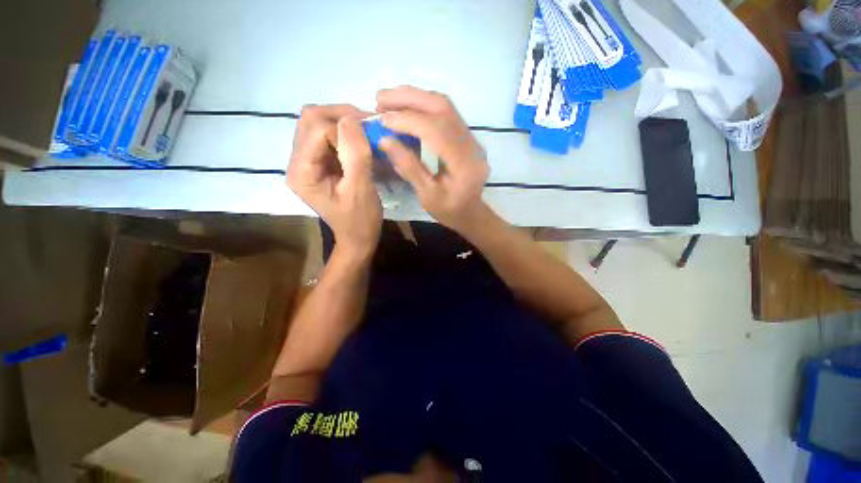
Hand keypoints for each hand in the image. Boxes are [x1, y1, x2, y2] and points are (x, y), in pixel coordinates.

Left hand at [287, 105, 381, 257]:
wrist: (358, 237)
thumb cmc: (360, 220)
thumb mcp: (361, 190)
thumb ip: (355, 155)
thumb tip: (351, 119)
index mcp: (302, 172)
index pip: (316, 130)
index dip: (344, 128)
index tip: (371, 136)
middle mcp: (297, 162)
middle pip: (310, 119)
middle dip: (341, 116)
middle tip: (368, 125)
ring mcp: (306, 161)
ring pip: (317, 123)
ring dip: (343, 122)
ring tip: (366, 132)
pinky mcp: (318, 162)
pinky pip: (327, 135)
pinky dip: (344, 132)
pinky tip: (360, 140)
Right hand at [376, 86, 489, 232]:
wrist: (471, 212)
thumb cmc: (449, 210)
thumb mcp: (427, 196)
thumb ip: (409, 167)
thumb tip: (384, 140)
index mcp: (464, 164)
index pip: (436, 130)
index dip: (407, 120)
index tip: (381, 120)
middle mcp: (472, 144)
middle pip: (442, 107)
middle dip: (409, 98)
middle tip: (380, 99)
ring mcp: (472, 138)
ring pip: (444, 105)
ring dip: (414, 98)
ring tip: (388, 102)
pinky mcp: (466, 136)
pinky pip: (445, 112)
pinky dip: (422, 106)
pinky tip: (406, 110)